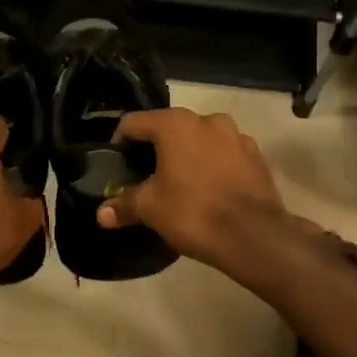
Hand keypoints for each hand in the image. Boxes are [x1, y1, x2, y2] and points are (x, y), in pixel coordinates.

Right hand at [95, 109, 294, 279]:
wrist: (255, 236)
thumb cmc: (193, 212)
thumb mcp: (150, 209)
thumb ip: (123, 205)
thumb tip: (101, 214)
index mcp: (175, 124)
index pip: (133, 123)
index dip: (119, 144)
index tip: (117, 166)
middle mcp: (206, 120)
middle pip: (168, 128)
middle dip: (155, 149)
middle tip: (145, 177)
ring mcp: (236, 135)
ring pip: (199, 139)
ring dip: (186, 155)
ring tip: (179, 184)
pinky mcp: (256, 156)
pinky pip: (224, 154)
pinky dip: (212, 165)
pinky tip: (209, 190)